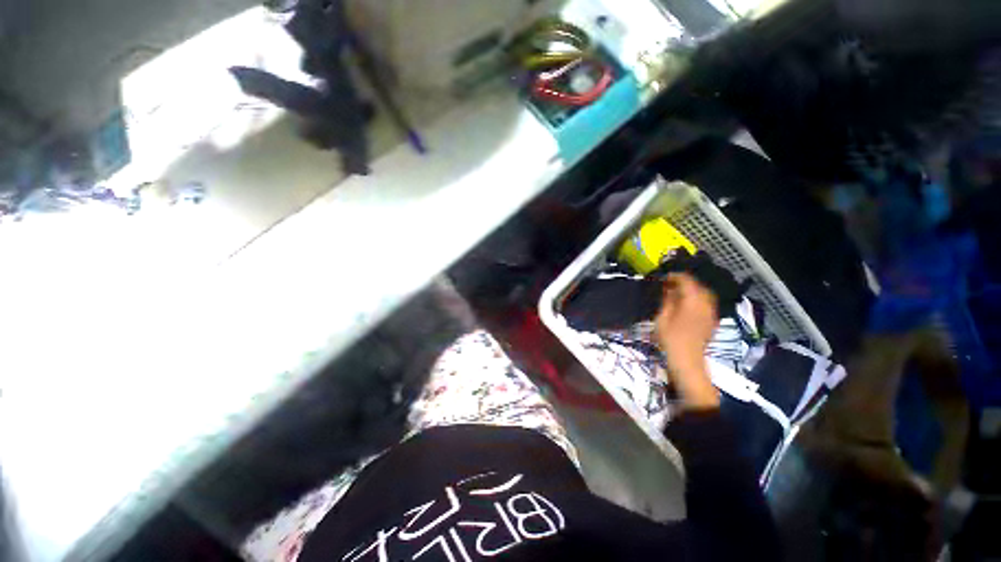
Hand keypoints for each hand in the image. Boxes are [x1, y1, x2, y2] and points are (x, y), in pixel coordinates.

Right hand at [655, 274, 719, 409]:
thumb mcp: (662, 317)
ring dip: (691, 290)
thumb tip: (668, 288)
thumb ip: (667, 300)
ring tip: (677, 293)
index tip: (663, 278)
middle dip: (684, 282)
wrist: (687, 361)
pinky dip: (697, 299)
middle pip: (698, 285)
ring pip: (704, 293)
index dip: (674, 276)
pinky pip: (706, 303)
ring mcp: (711, 313)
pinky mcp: (712, 320)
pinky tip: (686, 304)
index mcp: (692, 301)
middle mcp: (706, 304)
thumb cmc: (670, 339)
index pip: (686, 280)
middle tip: (669, 285)